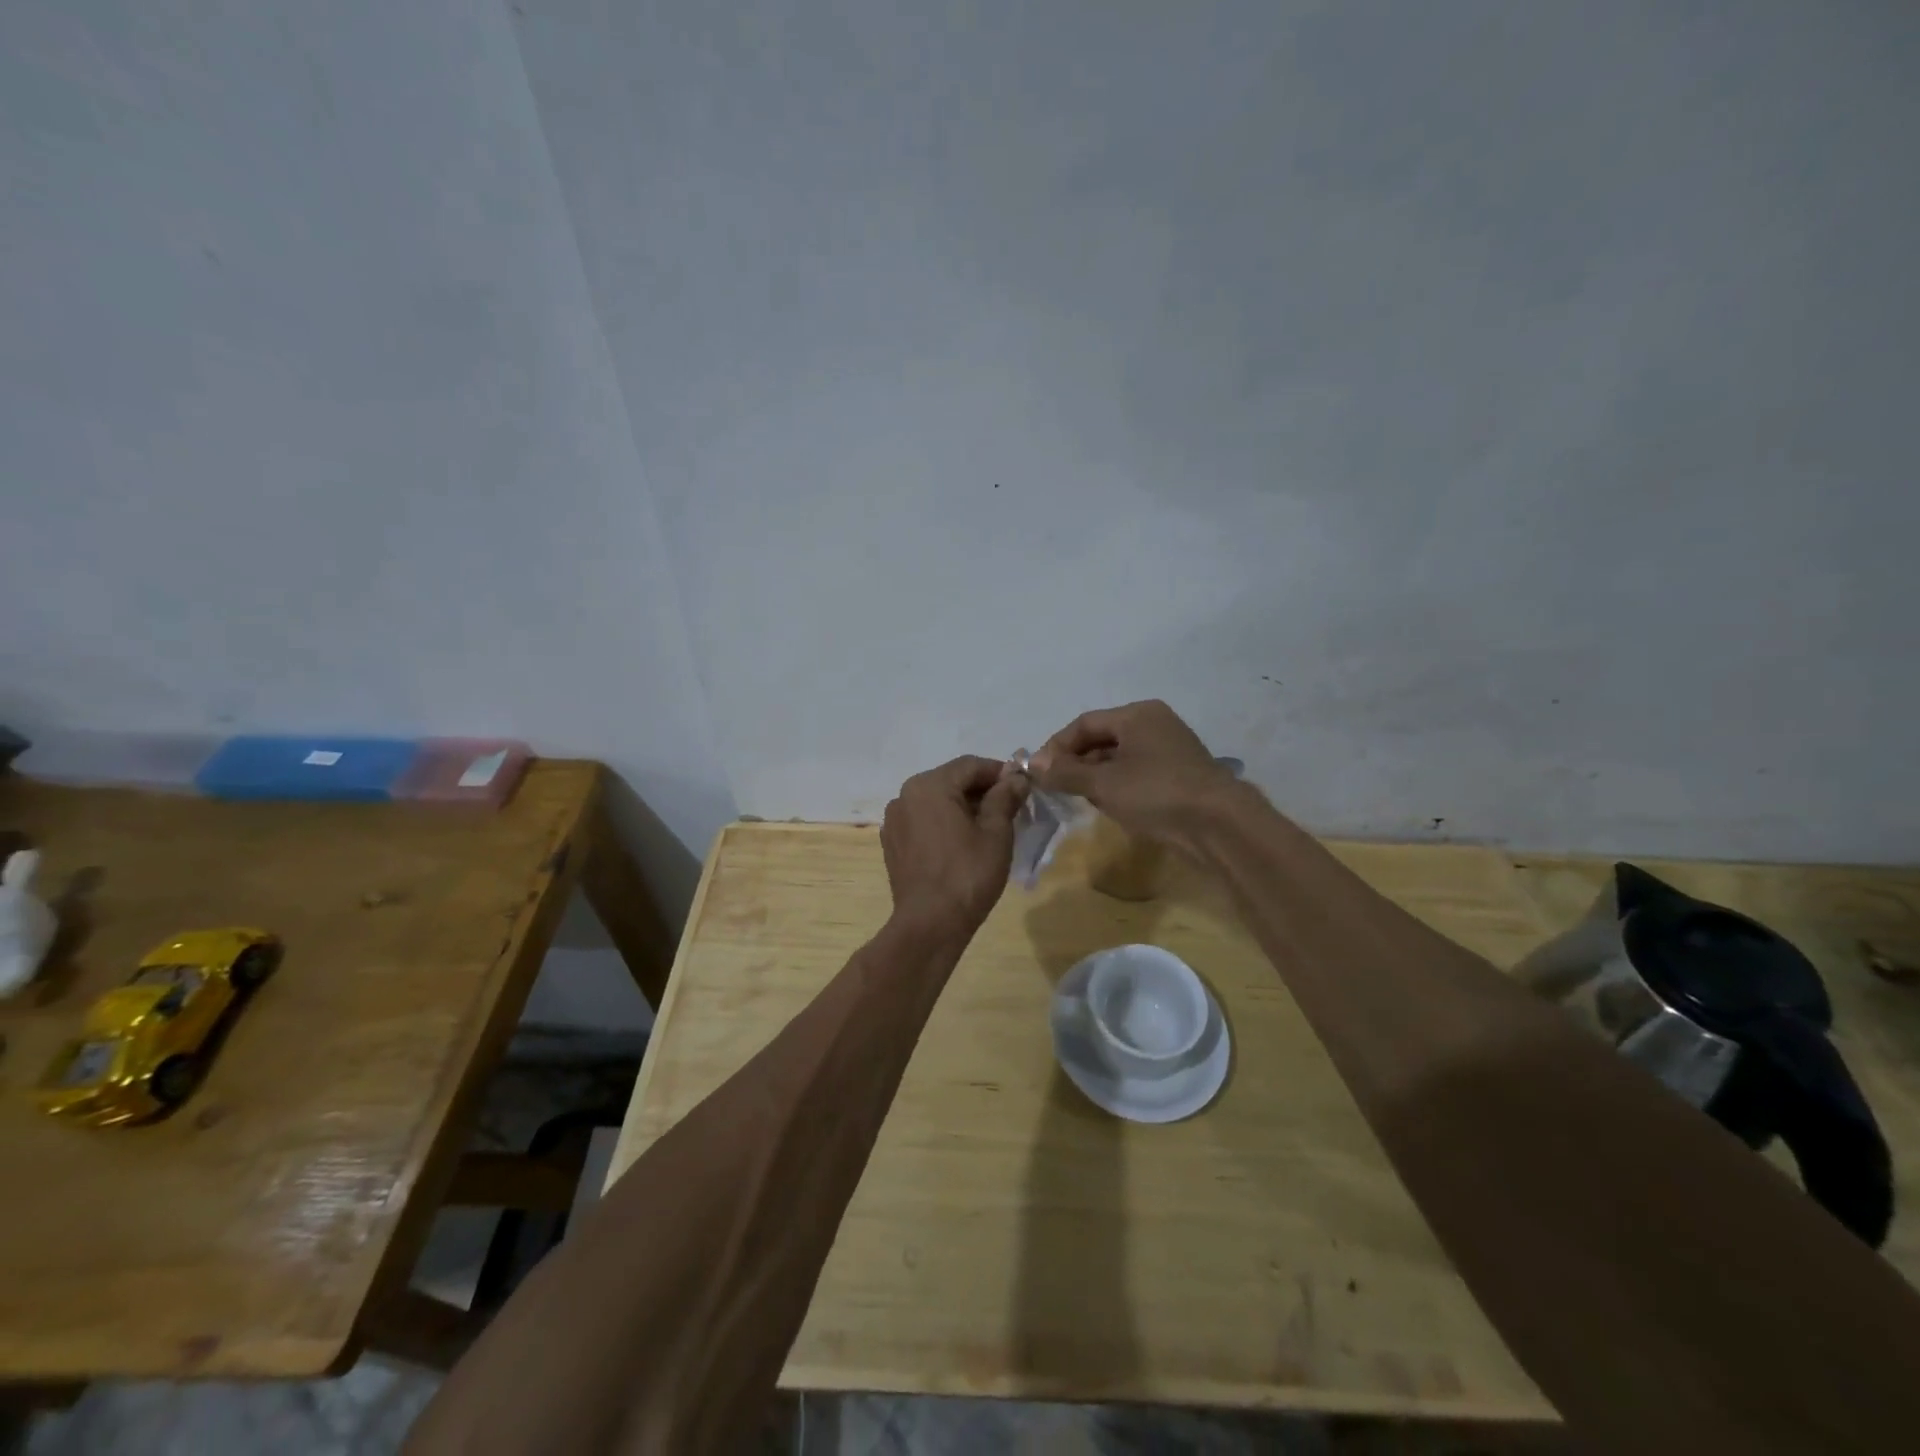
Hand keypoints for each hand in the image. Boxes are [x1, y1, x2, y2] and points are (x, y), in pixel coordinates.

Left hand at [881, 756, 1028, 936]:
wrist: (930, 924)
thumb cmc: (968, 874)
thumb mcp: (996, 833)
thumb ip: (1005, 798)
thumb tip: (1016, 778)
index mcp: (929, 785)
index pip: (971, 765)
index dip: (1000, 772)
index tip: (1023, 787)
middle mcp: (905, 795)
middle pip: (951, 781)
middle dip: (981, 790)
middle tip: (1010, 808)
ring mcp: (894, 821)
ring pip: (936, 802)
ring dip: (962, 807)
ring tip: (989, 827)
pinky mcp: (892, 844)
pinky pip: (923, 822)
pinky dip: (944, 824)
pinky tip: (962, 844)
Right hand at [1029, 700, 1242, 856]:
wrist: (1219, 826)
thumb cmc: (1156, 793)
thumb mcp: (1103, 784)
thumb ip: (1065, 772)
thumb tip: (1031, 763)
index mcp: (1137, 715)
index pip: (1084, 723)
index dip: (1057, 746)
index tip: (1038, 772)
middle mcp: (1154, 724)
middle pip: (1102, 738)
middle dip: (1075, 763)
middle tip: (1055, 788)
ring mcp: (1169, 750)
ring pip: (1118, 758)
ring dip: (1094, 776)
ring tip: (1078, 799)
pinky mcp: (1178, 775)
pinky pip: (1136, 773)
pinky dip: (1117, 786)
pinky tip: (1108, 806)